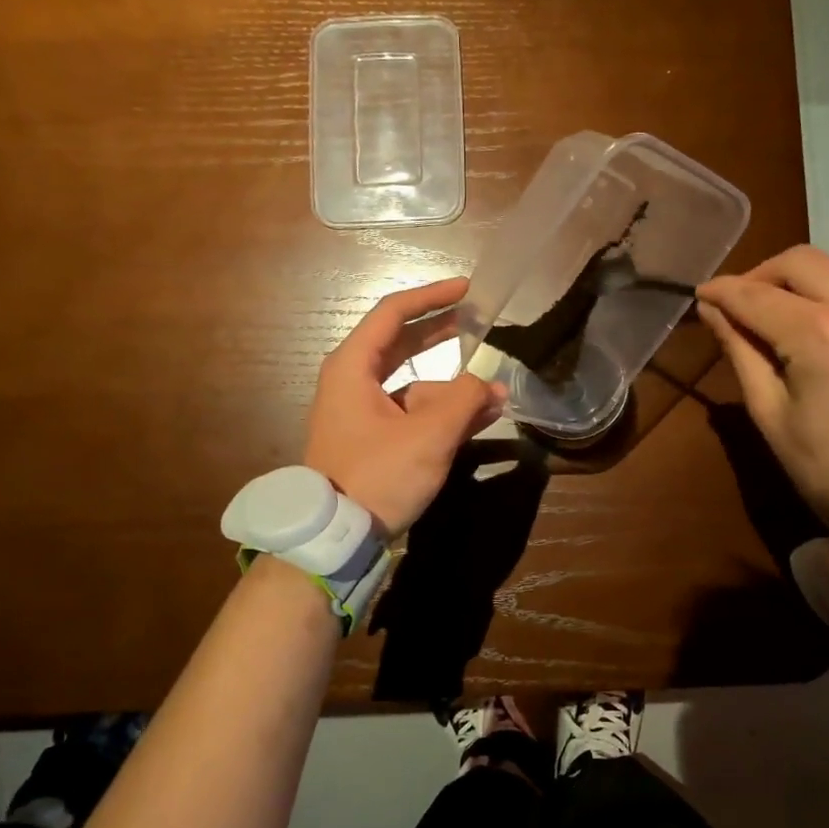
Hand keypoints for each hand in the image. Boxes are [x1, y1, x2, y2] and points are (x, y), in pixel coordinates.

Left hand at [303, 279, 504, 538]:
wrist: (334, 538)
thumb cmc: (376, 477)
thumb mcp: (428, 436)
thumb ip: (465, 401)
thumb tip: (492, 386)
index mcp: (352, 367)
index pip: (393, 313)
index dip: (432, 296)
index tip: (467, 289)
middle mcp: (352, 380)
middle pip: (402, 343)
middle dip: (444, 333)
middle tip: (480, 321)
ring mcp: (361, 410)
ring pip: (413, 382)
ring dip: (453, 387)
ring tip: (494, 396)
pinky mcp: (371, 436)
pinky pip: (411, 410)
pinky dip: (441, 410)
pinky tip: (476, 419)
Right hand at [696, 245, 828, 528]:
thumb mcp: (771, 413)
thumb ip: (741, 351)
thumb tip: (712, 310)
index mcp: (820, 335)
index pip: (757, 295)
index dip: (722, 291)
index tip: (699, 295)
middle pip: (799, 261)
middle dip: (759, 275)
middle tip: (737, 305)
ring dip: (793, 283)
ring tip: (771, 317)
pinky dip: (825, 296)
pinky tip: (810, 328)